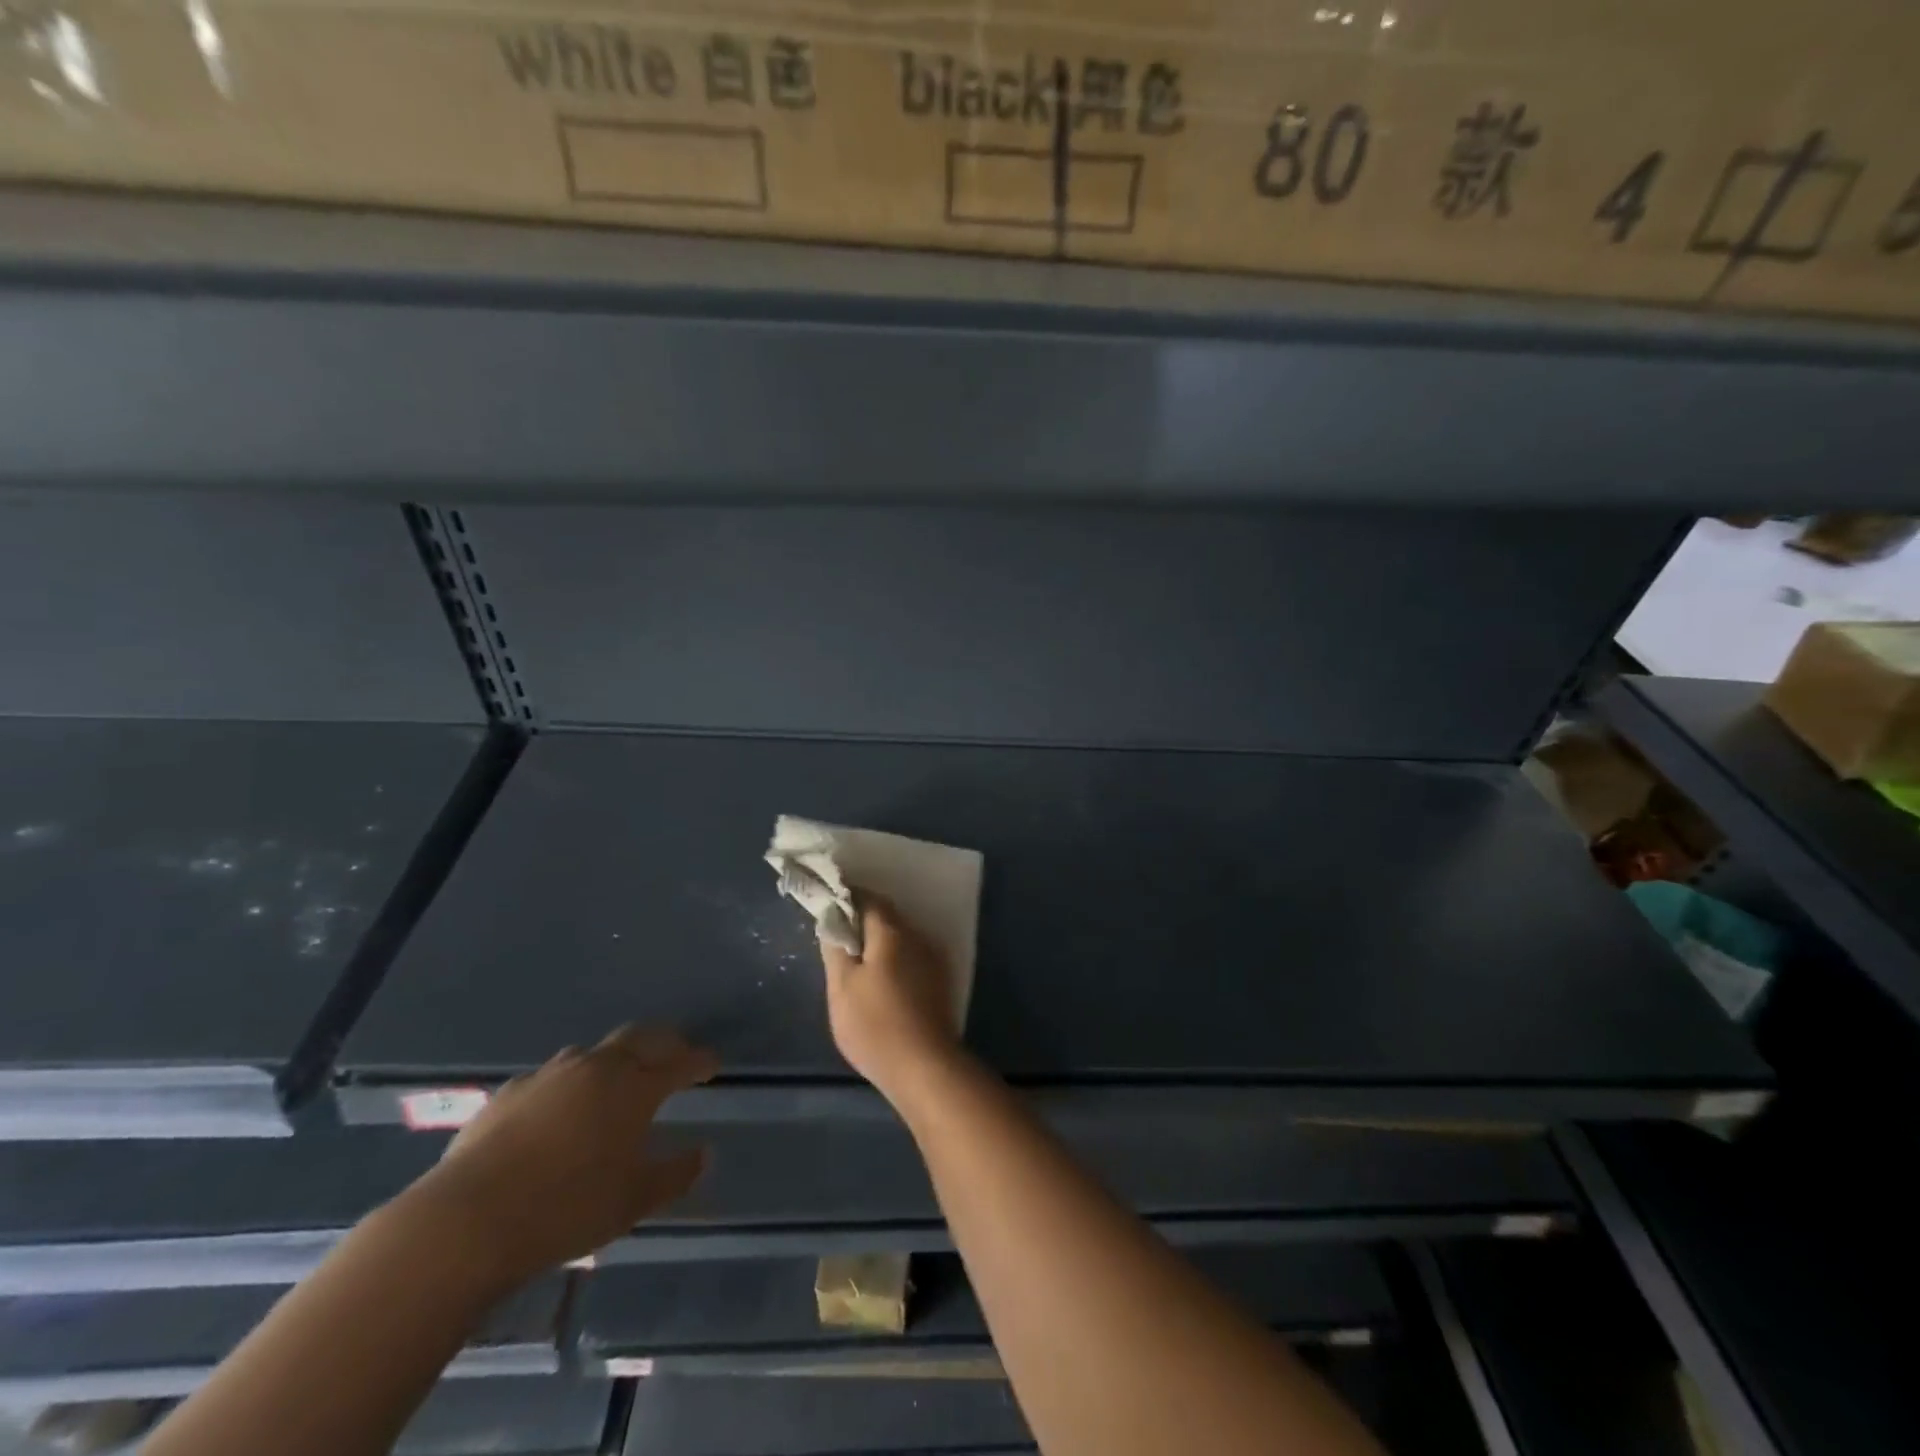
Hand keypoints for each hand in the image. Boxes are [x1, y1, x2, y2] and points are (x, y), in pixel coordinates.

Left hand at [407, 1026, 717, 1283]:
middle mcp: (597, 1067)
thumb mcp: (634, 1201)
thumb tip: (703, 1153)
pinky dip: (570, 1084)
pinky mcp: (509, 1092)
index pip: (680, 1061)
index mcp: (634, 1086)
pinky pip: (553, 1076)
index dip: (700, 1061)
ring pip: (594, 1052)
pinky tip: (560, 1110)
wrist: (466, 1222)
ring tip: (618, 1081)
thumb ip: (675, 1174)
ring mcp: (550, 1075)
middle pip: (640, 1038)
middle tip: (675, 1056)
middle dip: (664, 1043)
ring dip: (615, 1059)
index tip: (712, 1064)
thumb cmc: (566, 1208)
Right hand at [820, 897, 965, 1103]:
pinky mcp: (940, 981)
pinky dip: (893, 958)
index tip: (828, 906)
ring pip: (901, 937)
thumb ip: (835, 948)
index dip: (846, 898)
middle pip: (887, 916)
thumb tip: (832, 920)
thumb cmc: (875, 1025)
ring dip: (879, 941)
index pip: (868, 898)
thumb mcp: (841, 987)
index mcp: (891, 932)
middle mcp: (917, 936)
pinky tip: (881, 980)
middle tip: (837, 937)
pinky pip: (911, 956)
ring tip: (856, 961)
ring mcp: (933, 958)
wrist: (924, 1066)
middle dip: (862, 920)